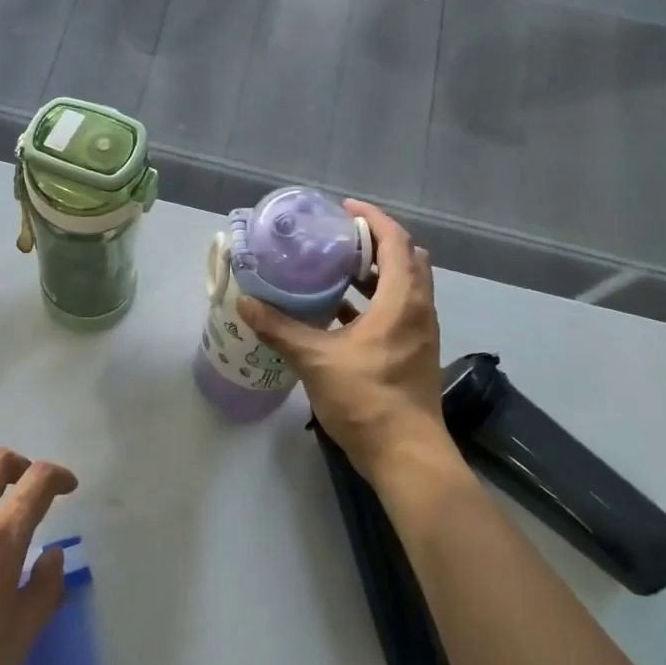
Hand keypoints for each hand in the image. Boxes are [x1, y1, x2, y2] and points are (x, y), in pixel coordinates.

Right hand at [238, 200, 457, 477]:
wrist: (405, 455)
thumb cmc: (367, 400)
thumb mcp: (316, 360)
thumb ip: (280, 329)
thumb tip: (246, 304)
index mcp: (403, 302)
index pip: (396, 243)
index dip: (373, 220)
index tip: (343, 209)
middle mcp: (419, 311)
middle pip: (405, 260)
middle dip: (375, 243)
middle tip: (338, 239)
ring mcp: (419, 334)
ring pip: (403, 287)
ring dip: (374, 273)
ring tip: (334, 268)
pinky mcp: (412, 354)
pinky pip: (397, 311)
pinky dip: (373, 301)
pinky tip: (338, 312)